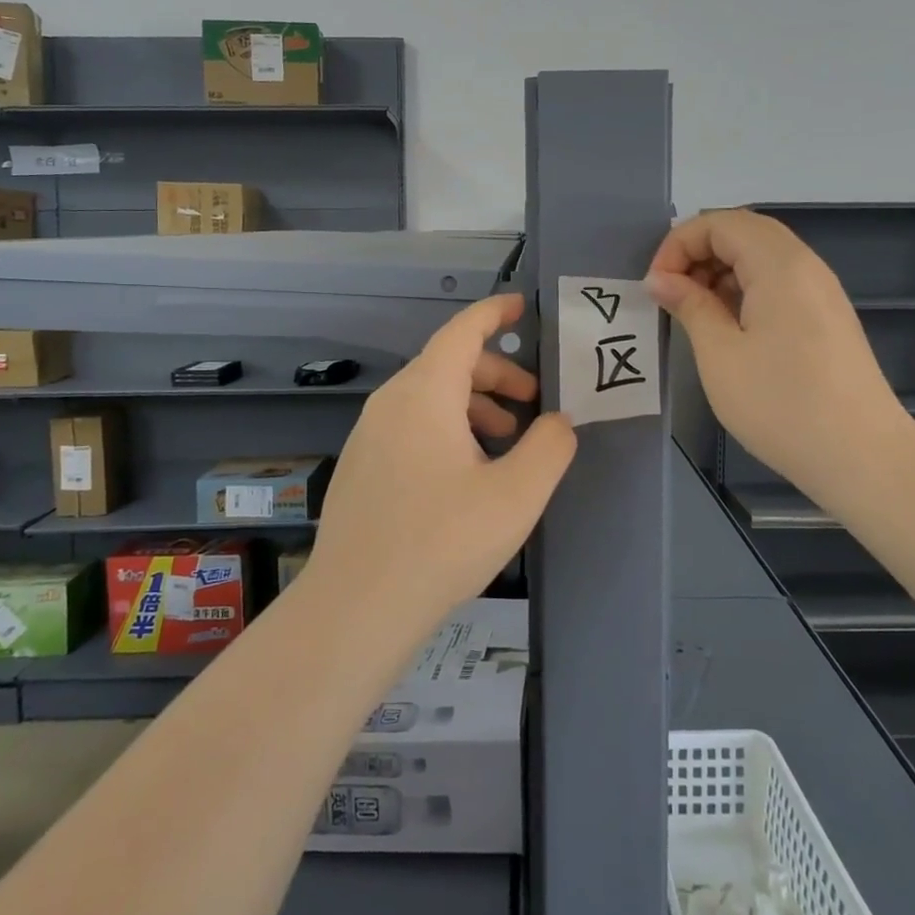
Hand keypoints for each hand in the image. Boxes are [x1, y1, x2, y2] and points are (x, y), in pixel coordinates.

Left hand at [305, 293, 577, 640]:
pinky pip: (410, 426)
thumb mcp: (517, 494)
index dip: (495, 313)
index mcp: (425, 394)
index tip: (522, 307)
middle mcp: (391, 403)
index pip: (463, 331)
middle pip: (448, 365)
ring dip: (473, 406)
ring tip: (505, 444)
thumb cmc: (442, 541)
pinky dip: (446, 429)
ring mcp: (369, 435)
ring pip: (429, 398)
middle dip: (497, 373)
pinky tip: (465, 475)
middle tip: (533, 401)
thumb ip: (550, 446)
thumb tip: (558, 421)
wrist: (356, 607)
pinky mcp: (361, 467)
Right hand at [646, 209, 909, 489]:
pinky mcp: (827, 315)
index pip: (720, 222)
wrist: (863, 457)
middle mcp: (805, 265)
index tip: (657, 286)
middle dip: (698, 253)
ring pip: (761, 256)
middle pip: (743, 231)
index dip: (679, 244)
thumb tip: (660, 279)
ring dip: (720, 271)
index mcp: (779, 265)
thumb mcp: (720, 355)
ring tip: (694, 312)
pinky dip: (744, 289)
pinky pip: (778, 281)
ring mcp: (821, 290)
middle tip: (671, 294)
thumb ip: (689, 306)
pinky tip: (728, 327)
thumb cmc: (782, 405)